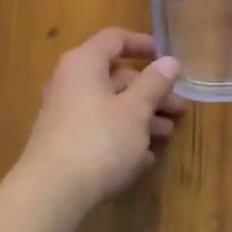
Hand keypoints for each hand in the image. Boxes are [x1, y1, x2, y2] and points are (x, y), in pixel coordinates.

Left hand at [15, 29, 184, 213]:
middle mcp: (70, 82)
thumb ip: (154, 83)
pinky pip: (99, 130)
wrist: (52, 192)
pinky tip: (144, 158)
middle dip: (151, 91)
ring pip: (110, 106)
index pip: (115, 39)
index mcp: (84, 63)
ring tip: (167, 136)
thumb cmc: (99, 140)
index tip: (168, 58)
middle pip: (116, 77)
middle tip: (179, 109)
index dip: (143, 44)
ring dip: (141, 117)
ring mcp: (65, 114)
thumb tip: (170, 61)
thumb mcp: (135, 110)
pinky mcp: (64, 143)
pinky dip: (122, 137)